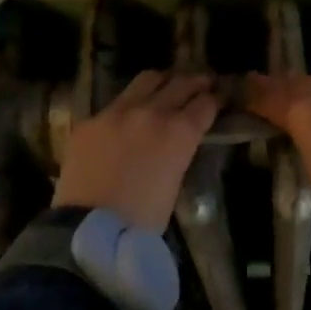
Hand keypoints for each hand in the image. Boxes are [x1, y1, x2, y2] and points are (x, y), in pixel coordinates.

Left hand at [54, 72, 220, 231]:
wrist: (90, 229)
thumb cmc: (143, 219)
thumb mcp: (175, 182)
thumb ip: (180, 152)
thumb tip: (179, 142)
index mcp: (180, 132)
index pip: (206, 103)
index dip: (217, 99)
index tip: (220, 98)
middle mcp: (152, 112)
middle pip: (181, 83)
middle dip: (195, 83)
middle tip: (202, 85)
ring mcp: (117, 112)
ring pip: (147, 80)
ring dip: (163, 82)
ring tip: (166, 88)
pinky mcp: (90, 121)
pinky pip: (115, 103)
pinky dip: (129, 105)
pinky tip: (128, 117)